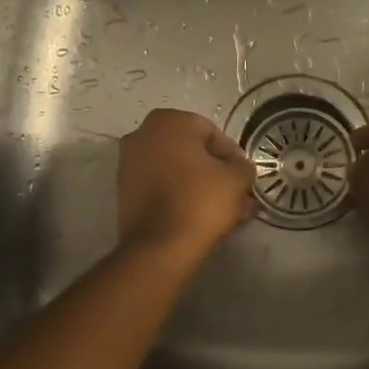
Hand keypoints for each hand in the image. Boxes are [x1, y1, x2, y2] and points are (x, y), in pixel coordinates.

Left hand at [117, 108, 256, 260]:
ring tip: (224, 210)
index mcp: (169, 121)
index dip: (232, 156)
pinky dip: (179, 196)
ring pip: (176, 171)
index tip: (244, 177)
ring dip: (200, 186)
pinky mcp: (124, 192)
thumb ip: (243, 166)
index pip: (211, 132)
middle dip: (215, 172)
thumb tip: (239, 167)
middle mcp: (142, 134)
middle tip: (236, 194)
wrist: (159, 247)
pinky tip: (201, 216)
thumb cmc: (200, 200)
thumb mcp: (237, 179)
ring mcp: (128, 163)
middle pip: (191, 151)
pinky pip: (160, 187)